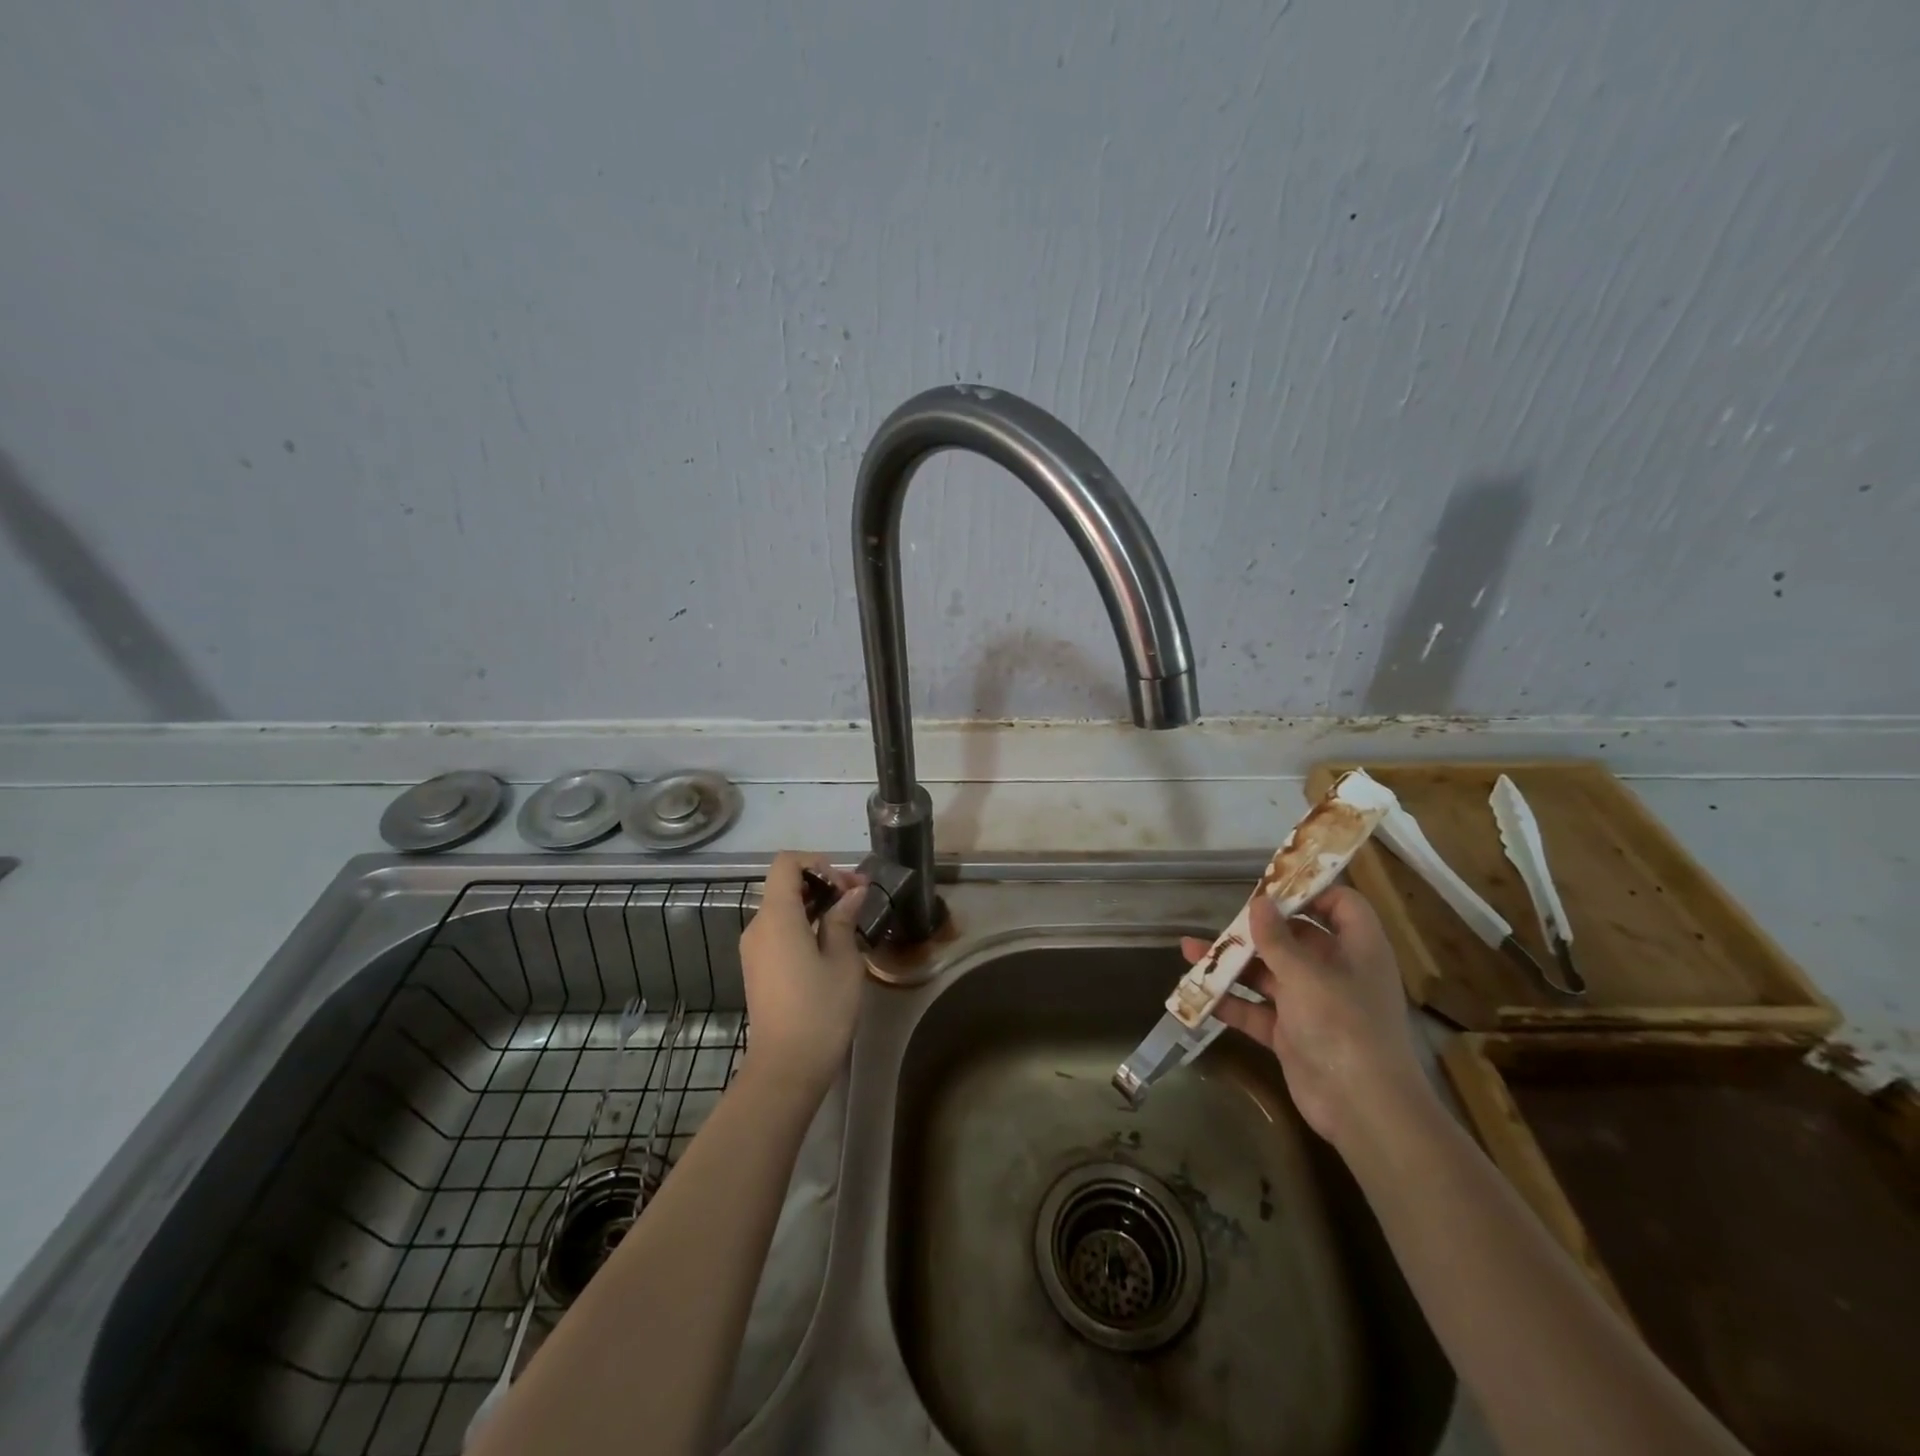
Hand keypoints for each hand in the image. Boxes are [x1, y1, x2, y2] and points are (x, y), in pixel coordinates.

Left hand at [740, 853, 868, 1087]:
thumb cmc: (820, 1009)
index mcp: (776, 917)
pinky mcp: (758, 967)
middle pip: (784, 884)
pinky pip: (779, 930)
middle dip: (822, 883)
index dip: (818, 863)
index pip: (786, 863)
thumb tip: (852, 892)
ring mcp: (754, 949)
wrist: (786, 1068)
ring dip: (815, 904)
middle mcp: (758, 926)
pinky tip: (830, 943)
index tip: (846, 885)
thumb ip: (843, 918)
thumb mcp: (842, 960)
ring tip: (849, 920)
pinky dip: (803, 924)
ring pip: (783, 908)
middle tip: (858, 899)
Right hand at [1183, 885, 1431, 1150]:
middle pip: (1296, 938)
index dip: (1311, 891)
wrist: (1363, 1109)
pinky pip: (1257, 1010)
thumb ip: (1277, 938)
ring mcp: (1313, 1005)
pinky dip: (1230, 1002)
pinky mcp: (1292, 1035)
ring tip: (1190, 950)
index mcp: (1357, 949)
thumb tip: (1259, 902)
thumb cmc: (1343, 1026)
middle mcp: (1336, 972)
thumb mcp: (1305, 974)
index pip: (1341, 905)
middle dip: (1256, 929)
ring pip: (1269, 974)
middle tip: (1223, 919)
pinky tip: (1196, 993)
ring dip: (1233, 964)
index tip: (1271, 886)